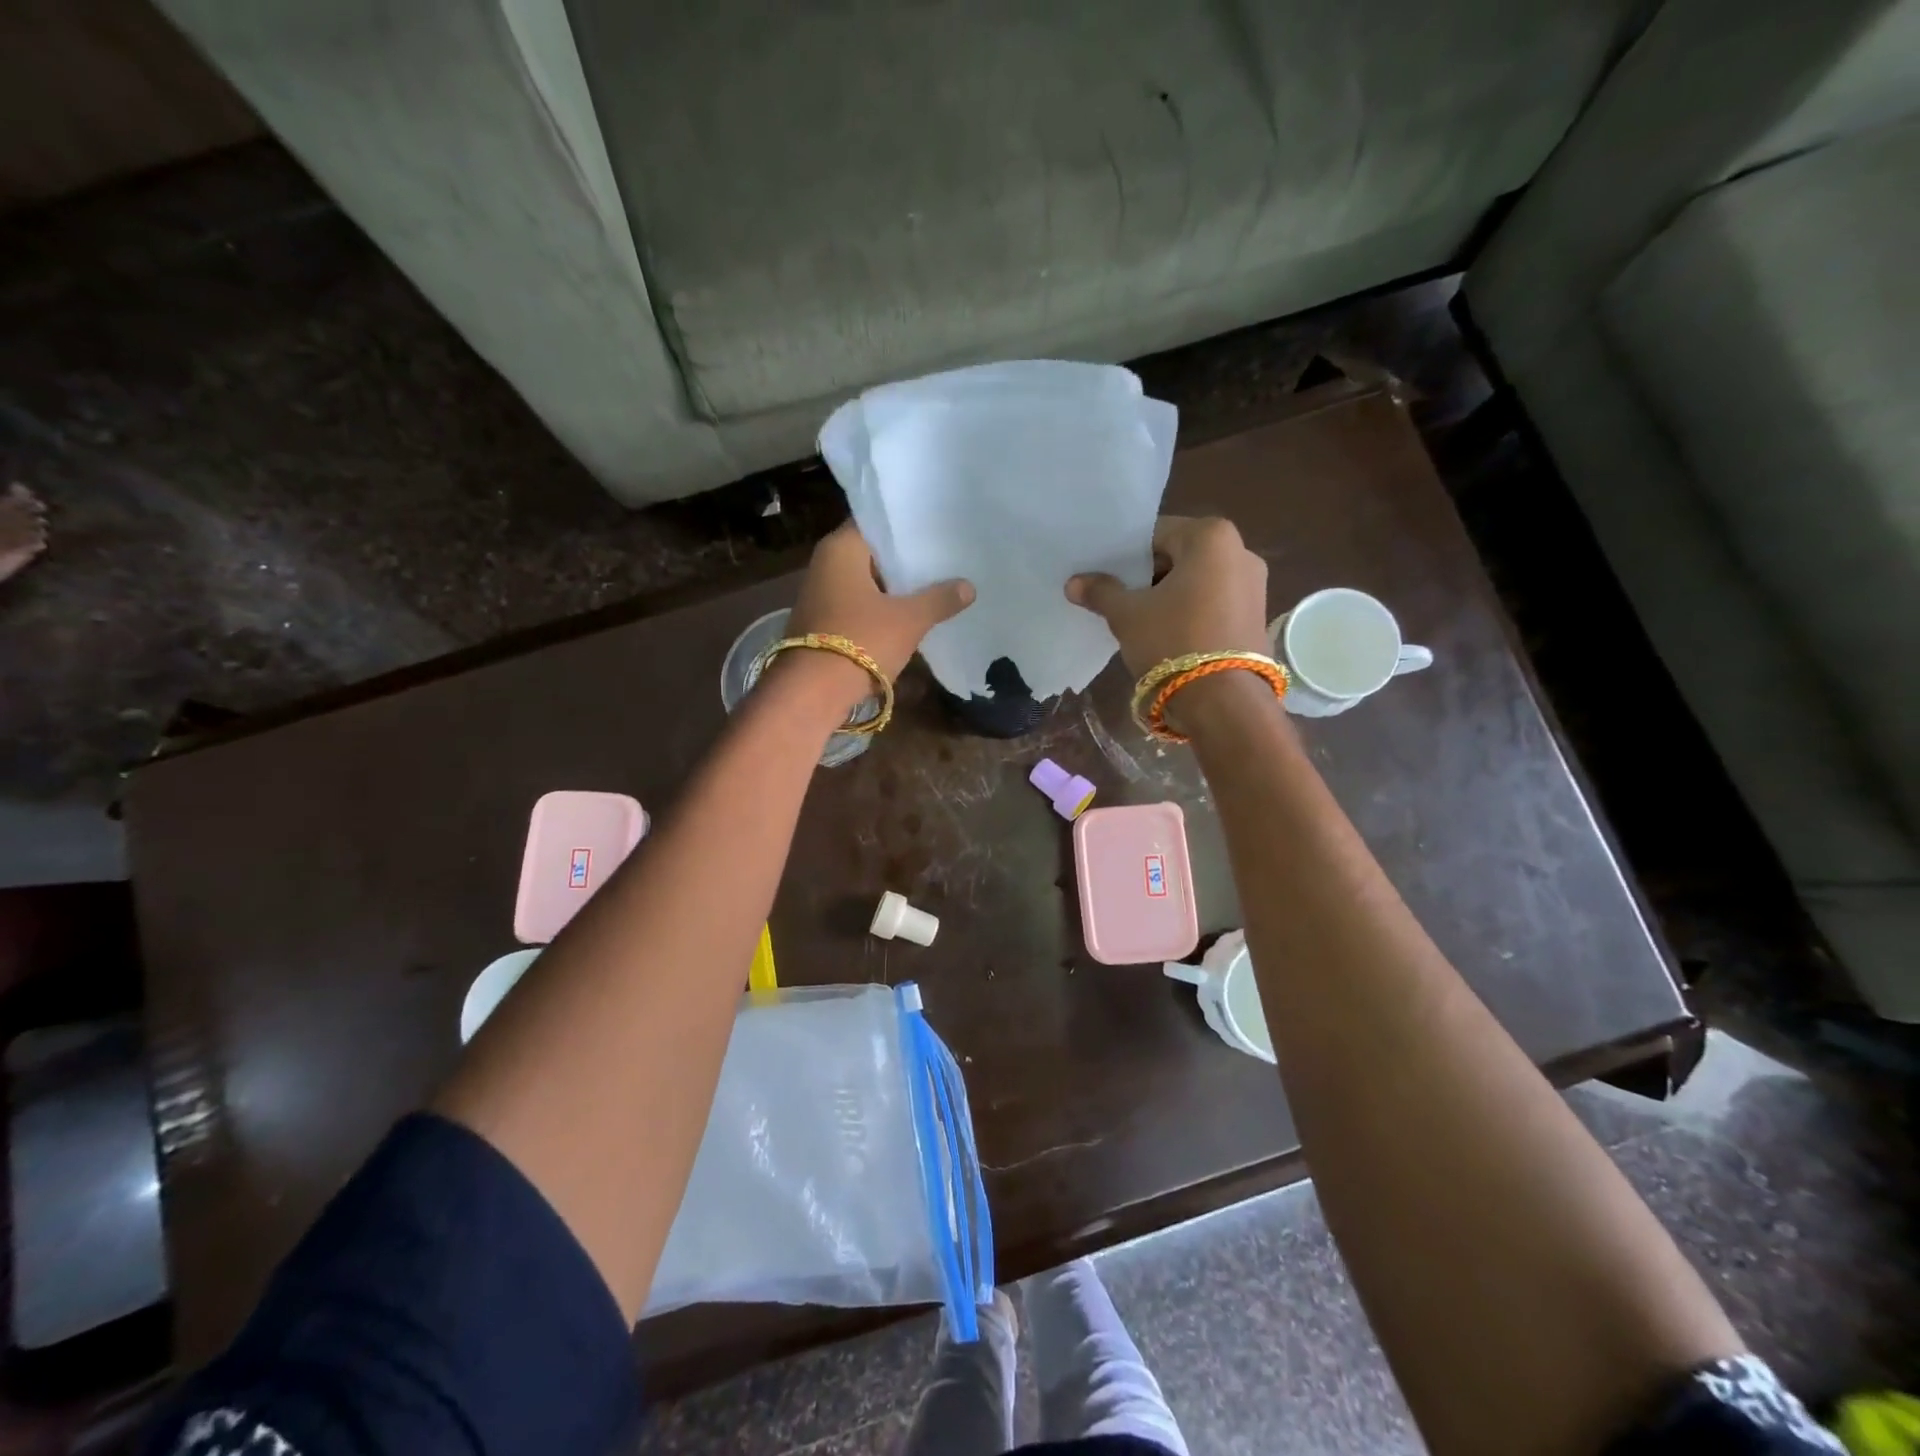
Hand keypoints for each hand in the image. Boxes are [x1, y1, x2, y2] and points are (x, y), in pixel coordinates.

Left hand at [785, 520, 974, 685]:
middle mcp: (824, 564)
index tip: (937, 530)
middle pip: (872, 554)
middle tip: (944, 558)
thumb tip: (968, 587)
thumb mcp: (909, 619)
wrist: (813, 693)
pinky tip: (908, 616)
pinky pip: (858, 606)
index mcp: (840, 548)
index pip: (877, 522)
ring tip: (934, 586)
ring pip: (866, 582)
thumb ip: (939, 599)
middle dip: (905, 560)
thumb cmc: (861, 641)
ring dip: (894, 588)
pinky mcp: (822, 623)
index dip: (907, 527)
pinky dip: (880, 609)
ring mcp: (820, 595)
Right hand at [1065, 516, 1268, 676]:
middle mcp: (1241, 551)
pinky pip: (1213, 602)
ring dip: (1168, 595)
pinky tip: (1166, 634)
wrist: (1223, 701)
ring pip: (1196, 581)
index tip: (1103, 574)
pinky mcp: (1256, 616)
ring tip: (1138, 618)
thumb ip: (1101, 592)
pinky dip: (1189, 611)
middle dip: (1147, 575)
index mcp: (1211, 537)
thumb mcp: (1127, 614)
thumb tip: (1073, 583)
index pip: (1154, 533)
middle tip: (1117, 597)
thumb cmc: (1173, 641)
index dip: (1124, 555)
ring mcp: (1254, 585)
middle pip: (1178, 556)